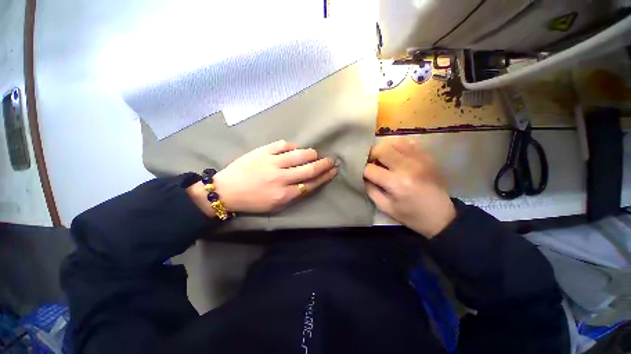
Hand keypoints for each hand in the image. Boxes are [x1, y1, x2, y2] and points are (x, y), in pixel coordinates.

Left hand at [190, 140, 336, 214]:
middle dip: (323, 164)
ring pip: (299, 155)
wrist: (226, 190)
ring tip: (315, 153)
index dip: (324, 177)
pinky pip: (283, 145)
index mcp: (284, 194)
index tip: (333, 171)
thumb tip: (308, 182)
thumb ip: (293, 194)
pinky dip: (293, 146)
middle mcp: (281, 178)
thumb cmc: (252, 201)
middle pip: (309, 169)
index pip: (311, 184)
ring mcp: (272, 162)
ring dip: (311, 153)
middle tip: (331, 160)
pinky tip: (295, 148)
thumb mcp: (275, 205)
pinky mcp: (263, 151)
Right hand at [364, 138, 454, 237]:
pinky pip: (408, 142)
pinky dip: (398, 146)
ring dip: (384, 149)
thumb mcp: (385, 207)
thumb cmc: (411, 215)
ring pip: (393, 142)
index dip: (362, 170)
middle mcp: (407, 167)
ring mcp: (419, 159)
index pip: (370, 169)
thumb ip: (370, 190)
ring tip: (383, 159)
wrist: (441, 215)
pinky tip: (397, 155)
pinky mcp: (427, 156)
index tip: (362, 173)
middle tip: (371, 163)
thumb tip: (363, 176)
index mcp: (396, 183)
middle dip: (371, 155)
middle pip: (381, 150)